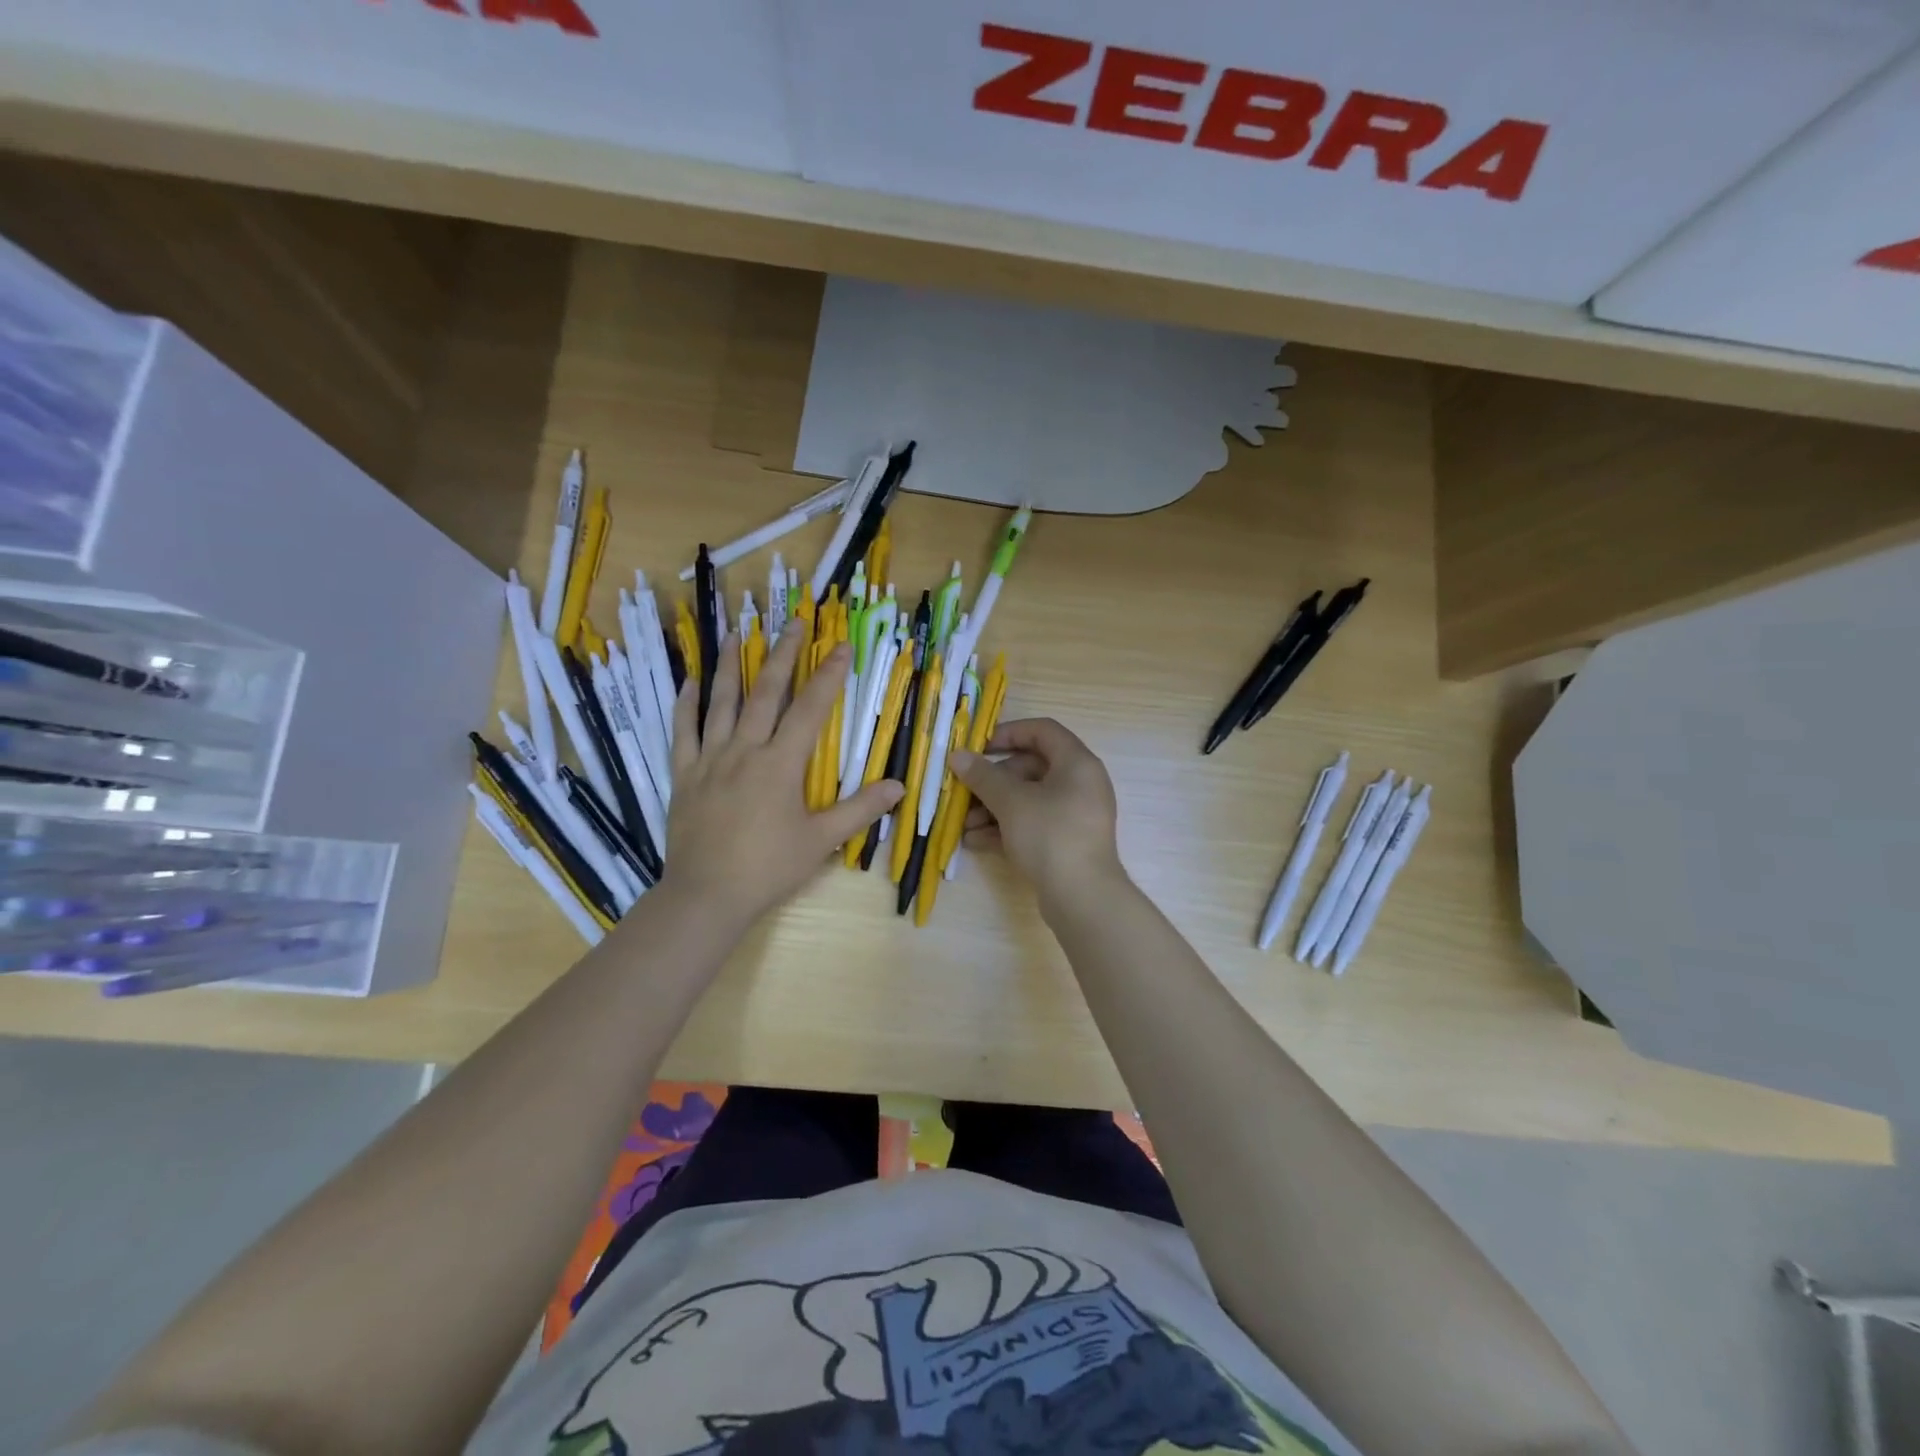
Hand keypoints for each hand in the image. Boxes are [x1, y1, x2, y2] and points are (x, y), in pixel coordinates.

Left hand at [661, 628, 902, 928]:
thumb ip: (860, 810)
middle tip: (793, 622)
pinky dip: (686, 704)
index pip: (810, 709)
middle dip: (783, 655)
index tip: (841, 645)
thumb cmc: (768, 868)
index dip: (829, 675)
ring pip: (721, 702)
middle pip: (766, 693)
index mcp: (781, 764)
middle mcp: (745, 750)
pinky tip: (690, 681)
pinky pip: (683, 731)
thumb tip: (899, 786)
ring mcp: (710, 759)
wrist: (706, 895)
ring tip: (736, 633)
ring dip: (730, 666)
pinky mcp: (685, 774)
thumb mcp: (821, 841)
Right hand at [949, 718, 1124, 907]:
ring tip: (965, 825)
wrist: (1082, 897)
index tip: (979, 748)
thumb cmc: (1049, 835)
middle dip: (993, 781)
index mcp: (1077, 763)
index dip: (1009, 733)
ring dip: (993, 808)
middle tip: (965, 792)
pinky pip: (1033, 824)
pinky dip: (1006, 828)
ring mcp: (1074, 815)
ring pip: (1028, 799)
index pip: (1042, 731)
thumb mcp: (1011, 802)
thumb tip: (958, 756)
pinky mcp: (1067, 842)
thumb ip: (983, 776)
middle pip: (1031, 768)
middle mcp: (1080, 784)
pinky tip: (975, 842)